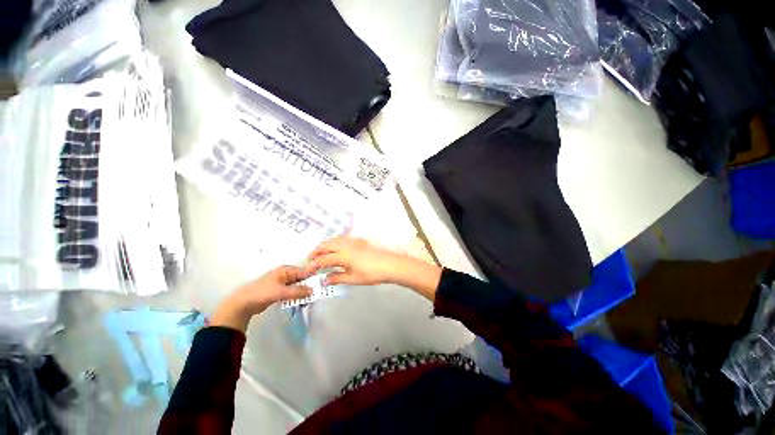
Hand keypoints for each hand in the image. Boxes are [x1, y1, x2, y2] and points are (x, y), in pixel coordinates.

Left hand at [211, 266, 312, 331]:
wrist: (242, 304)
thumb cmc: (262, 293)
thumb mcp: (281, 292)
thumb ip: (298, 291)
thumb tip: (313, 290)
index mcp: (286, 270)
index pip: (304, 271)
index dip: (313, 277)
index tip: (322, 284)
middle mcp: (285, 274)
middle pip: (301, 278)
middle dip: (308, 286)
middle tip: (317, 294)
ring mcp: (282, 283)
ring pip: (297, 286)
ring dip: (302, 292)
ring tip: (309, 299)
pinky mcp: (278, 291)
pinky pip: (292, 292)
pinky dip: (296, 296)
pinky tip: (300, 301)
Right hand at [305, 237, 403, 285]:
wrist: (390, 264)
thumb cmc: (372, 274)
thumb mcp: (353, 279)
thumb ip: (337, 278)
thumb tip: (324, 280)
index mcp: (342, 255)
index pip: (322, 259)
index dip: (312, 265)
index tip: (307, 271)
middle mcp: (345, 245)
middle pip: (325, 245)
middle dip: (315, 252)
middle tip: (310, 261)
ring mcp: (352, 240)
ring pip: (333, 239)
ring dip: (324, 245)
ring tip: (320, 254)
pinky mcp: (359, 239)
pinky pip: (341, 238)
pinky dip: (333, 242)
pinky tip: (335, 248)